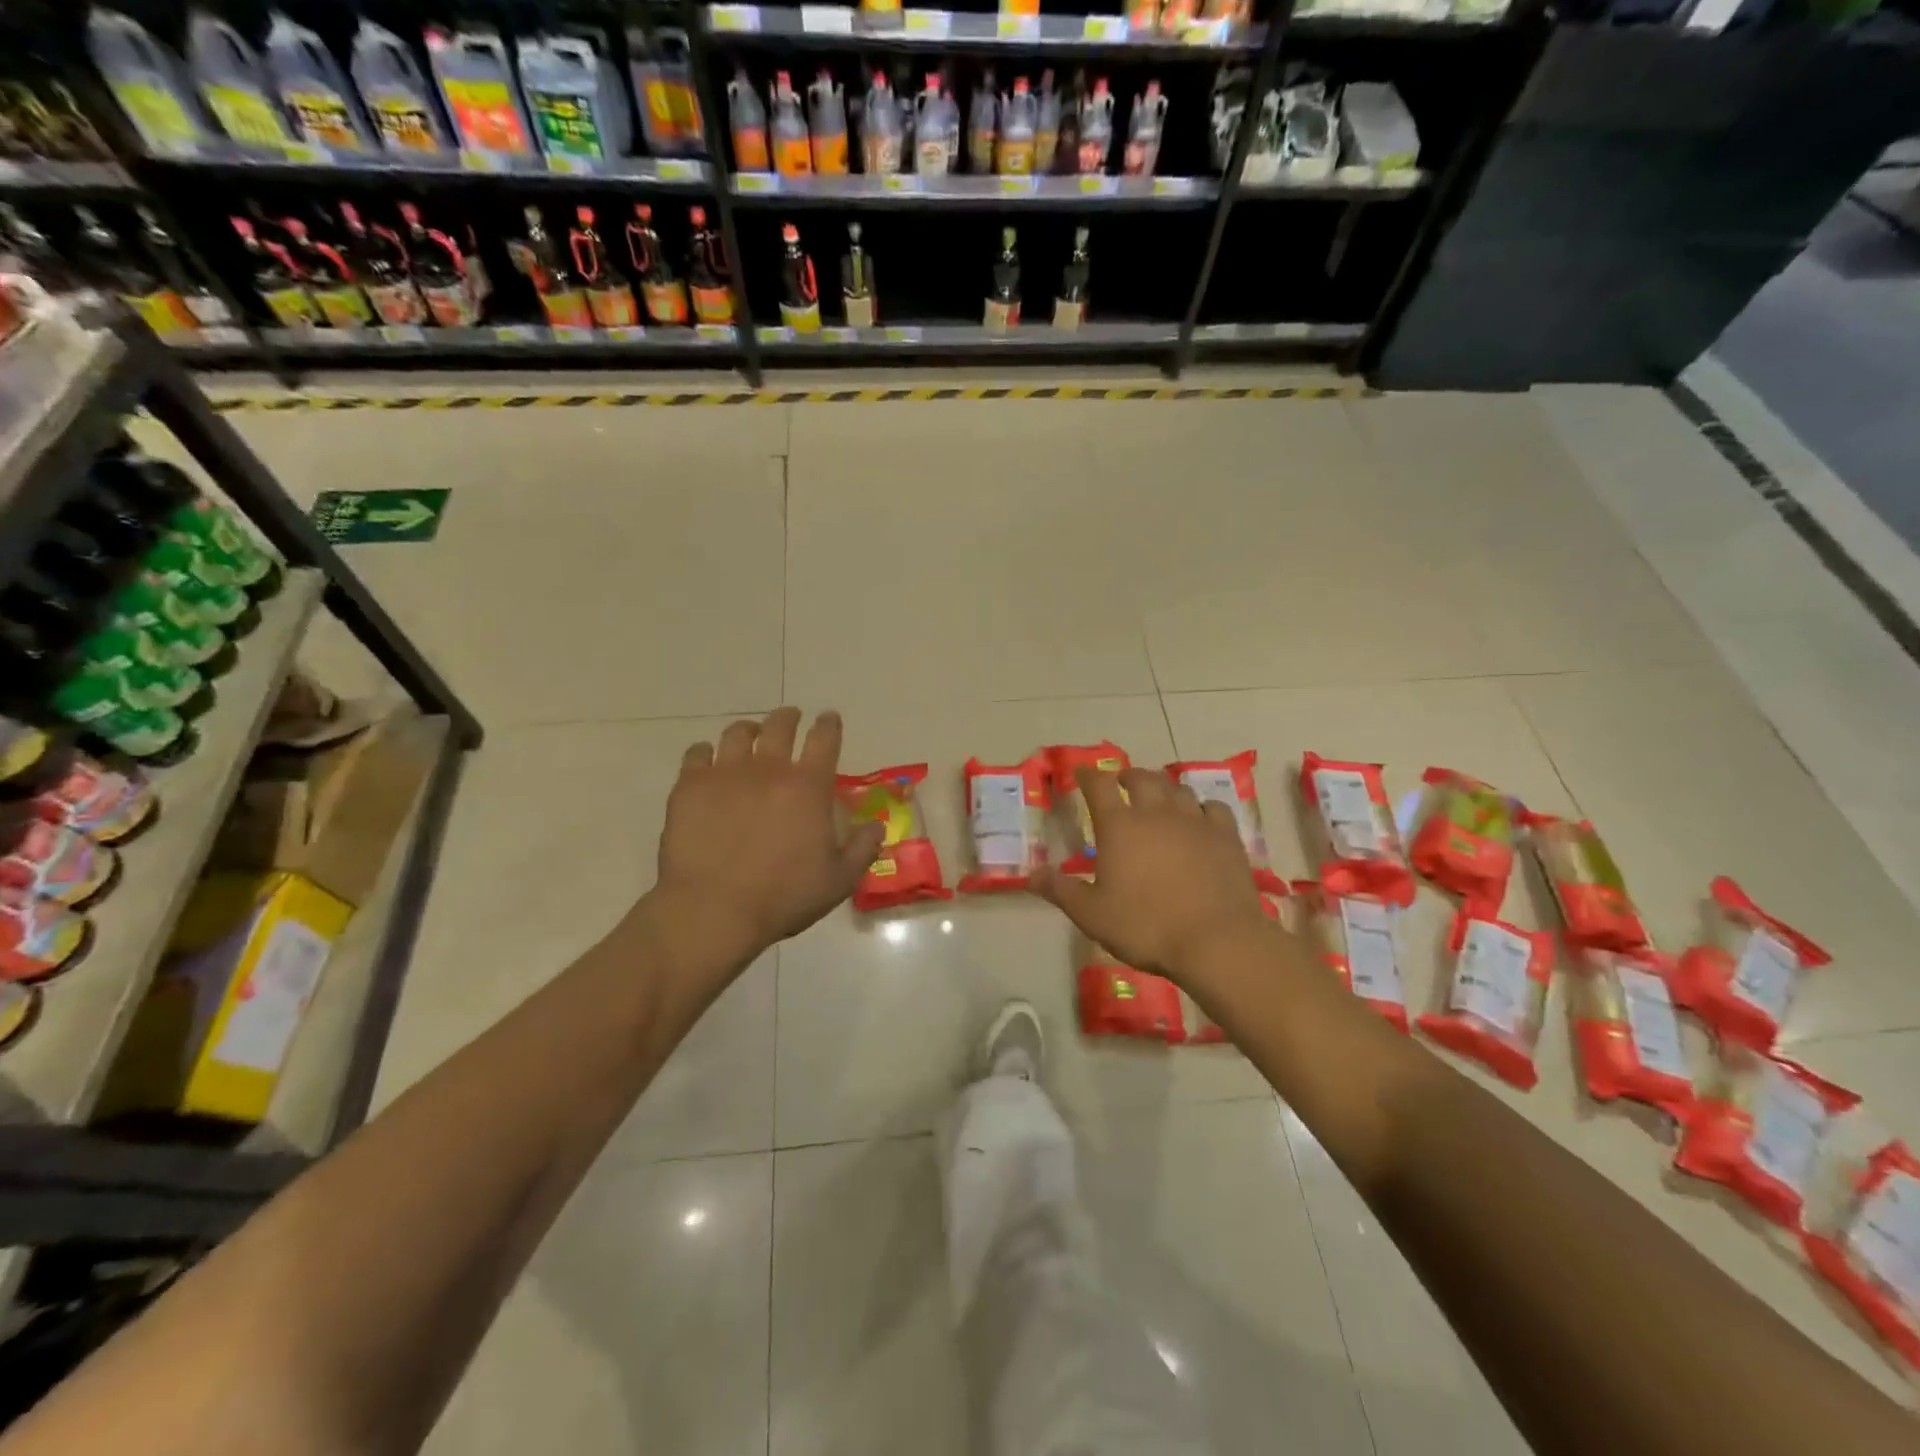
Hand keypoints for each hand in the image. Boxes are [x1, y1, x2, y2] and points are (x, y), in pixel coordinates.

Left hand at [650, 708, 883, 963]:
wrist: (713, 910)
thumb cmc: (783, 897)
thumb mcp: (838, 881)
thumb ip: (863, 848)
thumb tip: (877, 825)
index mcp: (807, 787)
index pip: (824, 739)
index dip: (829, 724)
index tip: (829, 718)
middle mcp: (768, 769)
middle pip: (780, 726)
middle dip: (789, 717)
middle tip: (791, 718)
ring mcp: (725, 773)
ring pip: (738, 733)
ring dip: (749, 729)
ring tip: (750, 734)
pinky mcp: (690, 786)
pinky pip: (697, 753)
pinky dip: (706, 751)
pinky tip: (707, 758)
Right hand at [1033, 766, 1270, 981]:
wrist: (1216, 941)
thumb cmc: (1146, 926)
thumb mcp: (1092, 915)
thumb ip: (1061, 890)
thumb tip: (1030, 874)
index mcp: (1119, 826)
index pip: (1099, 786)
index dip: (1089, 775)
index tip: (1083, 773)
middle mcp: (1156, 813)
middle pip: (1142, 778)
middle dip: (1128, 775)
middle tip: (1122, 782)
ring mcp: (1195, 821)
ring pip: (1178, 789)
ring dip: (1164, 788)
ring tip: (1159, 797)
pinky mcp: (1226, 836)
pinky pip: (1213, 807)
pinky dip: (1202, 807)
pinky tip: (1200, 817)